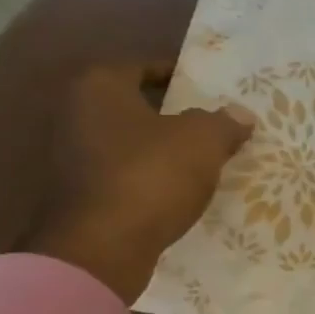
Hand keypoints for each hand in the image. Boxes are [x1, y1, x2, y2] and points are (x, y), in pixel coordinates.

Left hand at [26, 63, 253, 302]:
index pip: (142, 67)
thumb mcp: (204, 141)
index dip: (179, 75)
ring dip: (164, 148)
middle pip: (135, 105)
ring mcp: (74, 157)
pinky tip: (184, 188)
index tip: (209, 89)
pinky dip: (153, 176)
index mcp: (99, 88)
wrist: (103, 246)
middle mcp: (77, 115)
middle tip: (213, 122)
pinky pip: (127, 173)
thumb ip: (224, 122)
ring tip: (206, 157)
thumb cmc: (152, 175)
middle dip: (173, 114)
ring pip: (131, 142)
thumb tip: (240, 114)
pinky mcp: (82, 193)